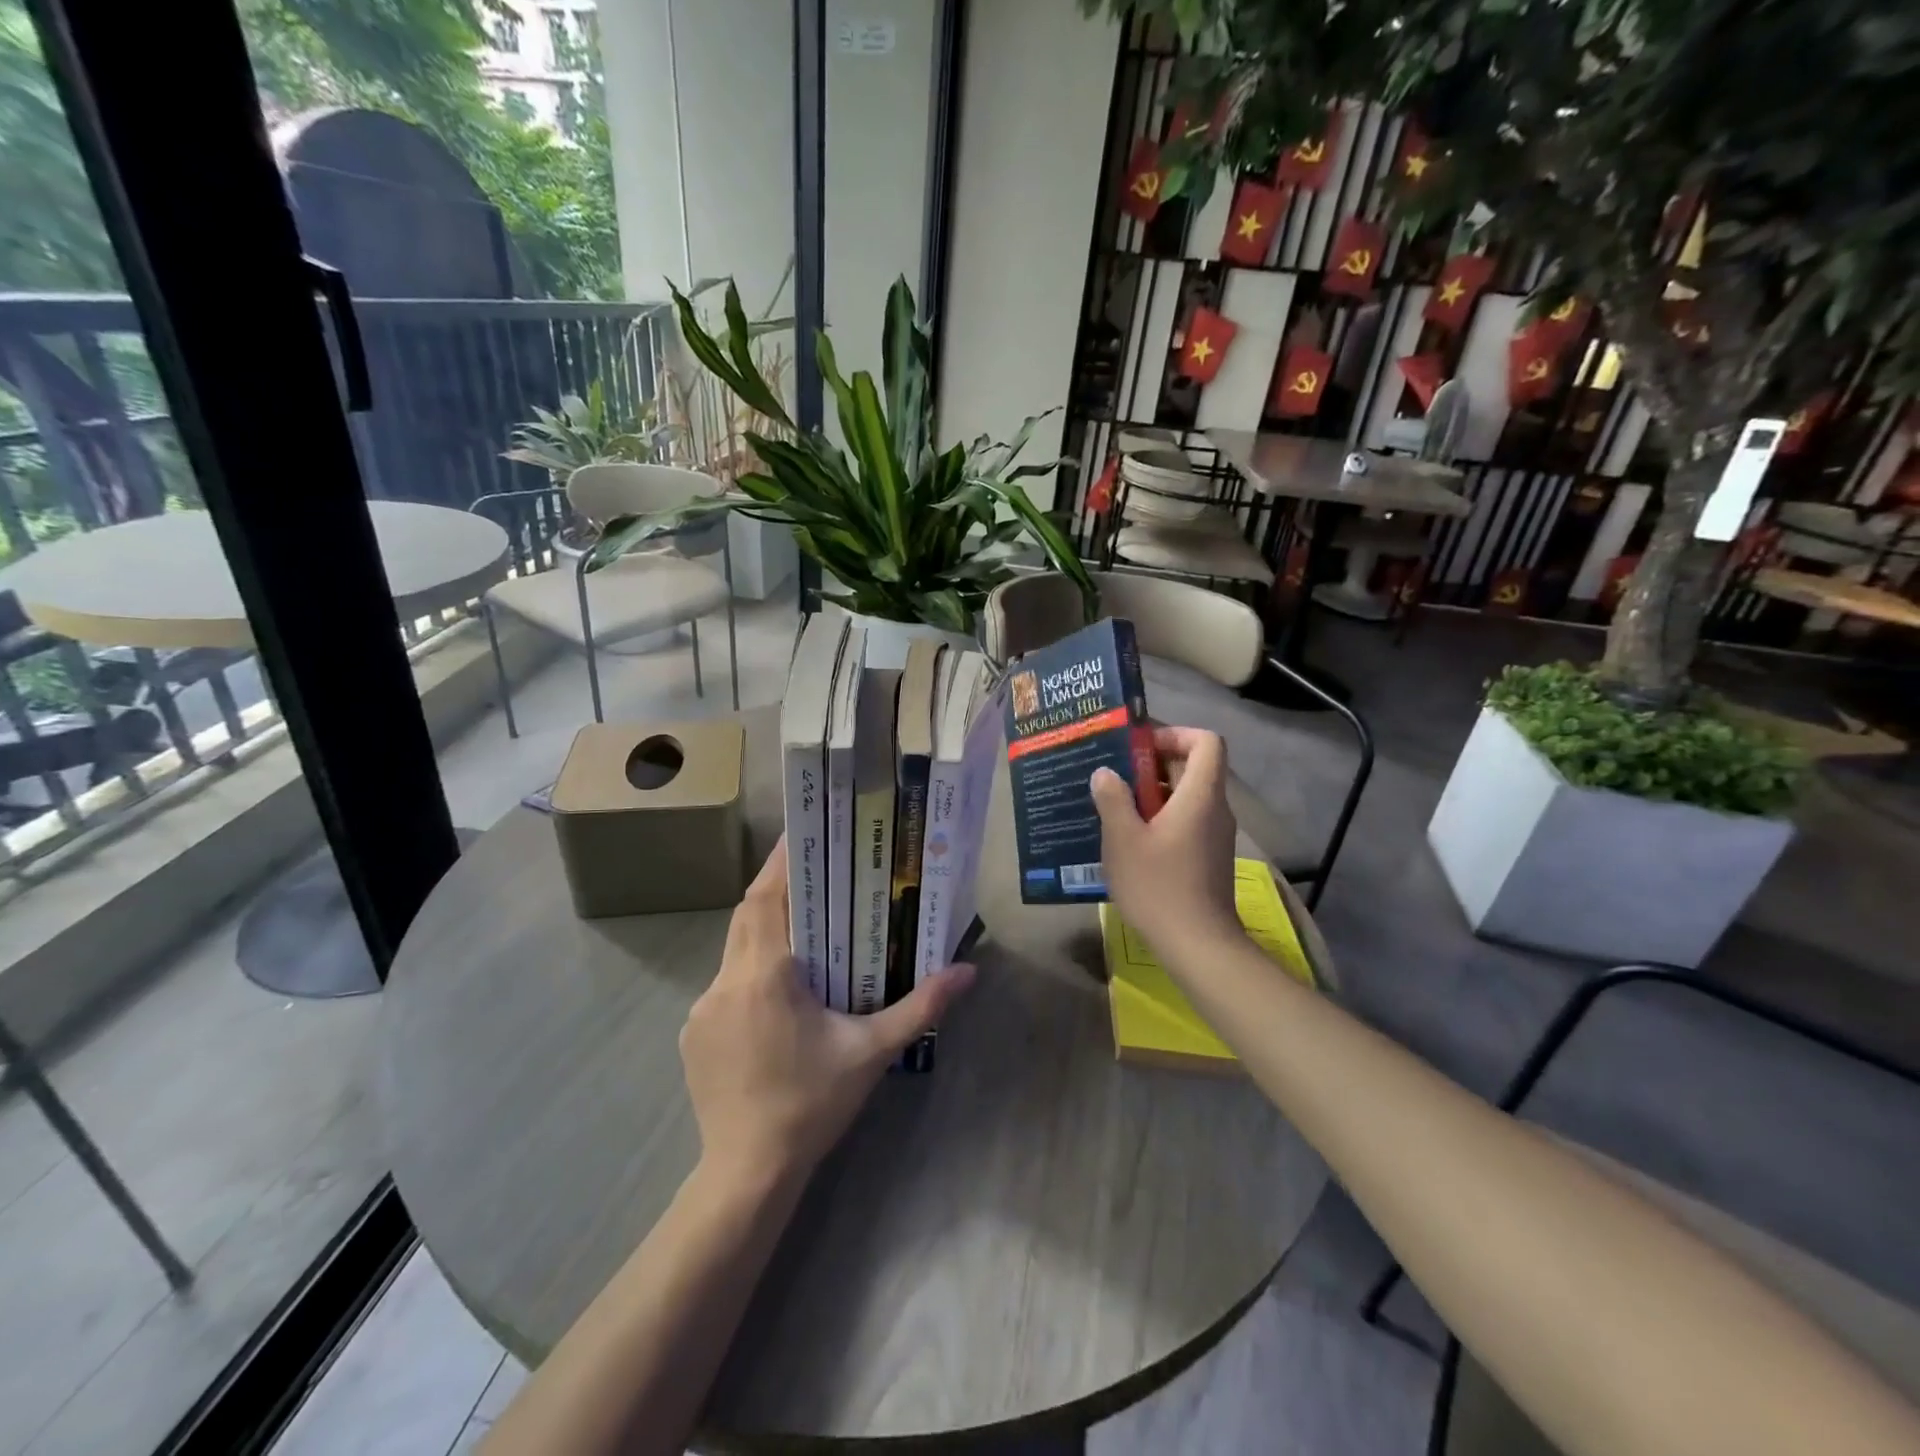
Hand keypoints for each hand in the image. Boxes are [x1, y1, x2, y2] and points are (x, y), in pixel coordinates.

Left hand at [680, 839, 974, 1190]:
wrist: (747, 1172)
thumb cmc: (813, 1104)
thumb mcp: (872, 1052)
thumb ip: (920, 1007)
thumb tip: (968, 972)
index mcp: (766, 975)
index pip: (765, 899)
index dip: (779, 862)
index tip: (799, 834)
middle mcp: (726, 981)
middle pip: (747, 915)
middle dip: (775, 888)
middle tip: (812, 871)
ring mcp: (703, 1008)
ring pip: (733, 948)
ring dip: (763, 930)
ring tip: (801, 926)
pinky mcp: (694, 1032)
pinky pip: (724, 982)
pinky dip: (749, 969)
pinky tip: (777, 991)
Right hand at [1091, 726, 1239, 954]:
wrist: (1198, 946)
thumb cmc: (1159, 887)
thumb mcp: (1123, 840)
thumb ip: (1113, 799)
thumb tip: (1106, 773)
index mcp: (1201, 795)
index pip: (1206, 741)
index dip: (1175, 733)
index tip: (1139, 746)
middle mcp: (1215, 809)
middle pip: (1192, 768)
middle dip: (1152, 764)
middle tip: (1113, 773)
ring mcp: (1214, 835)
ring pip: (1186, 797)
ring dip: (1152, 794)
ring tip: (1113, 804)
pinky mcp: (1207, 857)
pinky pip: (1185, 821)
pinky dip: (1159, 818)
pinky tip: (1128, 839)